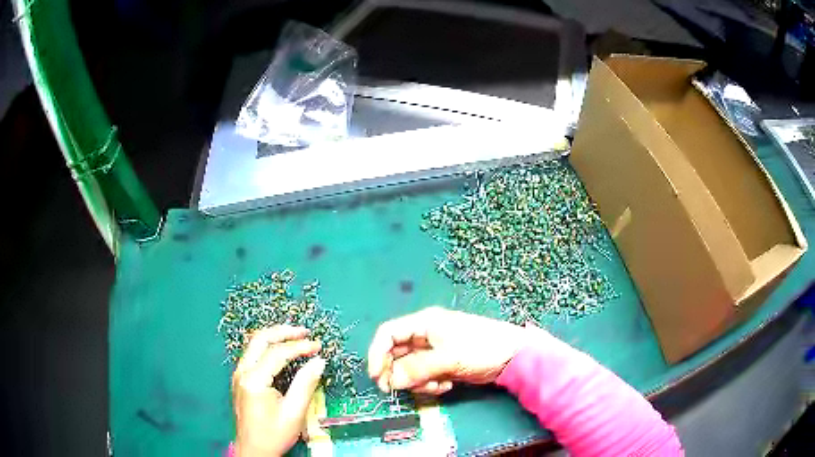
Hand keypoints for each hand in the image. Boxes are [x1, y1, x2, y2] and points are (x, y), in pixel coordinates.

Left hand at [232, 325, 325, 456]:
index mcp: (254, 380)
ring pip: (254, 344)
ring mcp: (238, 374)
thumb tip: (319, 361)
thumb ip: (305, 384)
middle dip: (284, 332)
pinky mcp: (239, 379)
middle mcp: (242, 372)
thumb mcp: (294, 412)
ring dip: (274, 336)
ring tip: (295, 336)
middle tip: (305, 332)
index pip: (278, 353)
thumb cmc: (274, 434)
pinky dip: (267, 346)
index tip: (318, 346)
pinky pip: (252, 354)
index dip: (300, 346)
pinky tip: (280, 349)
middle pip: (260, 339)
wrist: (253, 450)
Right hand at [367, 307, 533, 394]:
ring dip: (417, 381)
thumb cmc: (481, 348)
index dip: (377, 353)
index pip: (389, 334)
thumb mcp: (448, 358)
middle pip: (397, 353)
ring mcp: (435, 351)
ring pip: (410, 368)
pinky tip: (446, 386)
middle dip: (398, 372)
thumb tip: (391, 380)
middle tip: (398, 390)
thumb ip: (417, 368)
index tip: (377, 376)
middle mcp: (426, 335)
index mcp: (424, 323)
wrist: (513, 356)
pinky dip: (430, 384)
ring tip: (436, 386)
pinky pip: (425, 376)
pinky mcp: (443, 364)